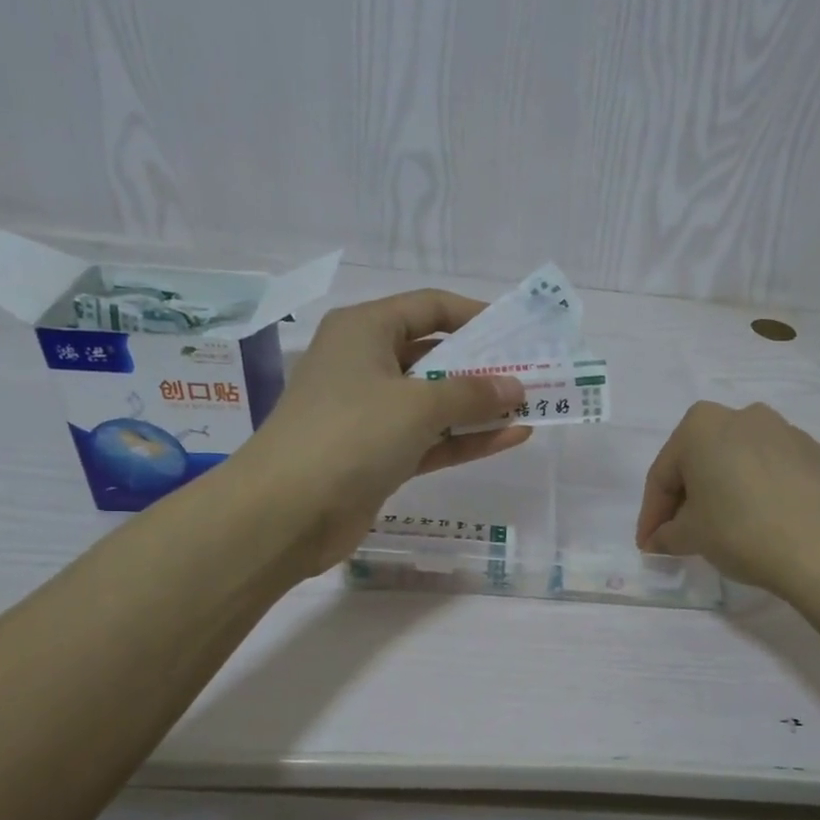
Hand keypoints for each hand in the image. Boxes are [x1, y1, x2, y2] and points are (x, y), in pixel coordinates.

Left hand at [239, 290, 530, 574]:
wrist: (286, 512)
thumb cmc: (351, 434)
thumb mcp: (418, 404)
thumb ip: (473, 393)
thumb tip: (516, 387)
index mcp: (364, 330)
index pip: (429, 307)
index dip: (475, 315)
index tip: (518, 332)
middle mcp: (365, 364)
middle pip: (435, 355)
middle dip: (484, 366)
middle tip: (533, 374)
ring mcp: (371, 413)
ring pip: (435, 402)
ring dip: (480, 406)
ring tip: (532, 407)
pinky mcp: (378, 456)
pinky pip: (430, 438)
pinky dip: (465, 438)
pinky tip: (511, 438)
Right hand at [636, 402, 819, 595]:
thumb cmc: (741, 532)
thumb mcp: (691, 537)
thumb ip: (668, 533)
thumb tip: (661, 537)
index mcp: (702, 425)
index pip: (664, 474)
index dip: (652, 513)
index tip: (649, 543)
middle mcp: (744, 416)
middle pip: (703, 460)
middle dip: (688, 496)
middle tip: (682, 534)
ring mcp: (788, 432)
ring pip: (742, 462)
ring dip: (727, 490)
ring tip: (726, 528)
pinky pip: (777, 473)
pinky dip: (764, 493)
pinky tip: (767, 524)